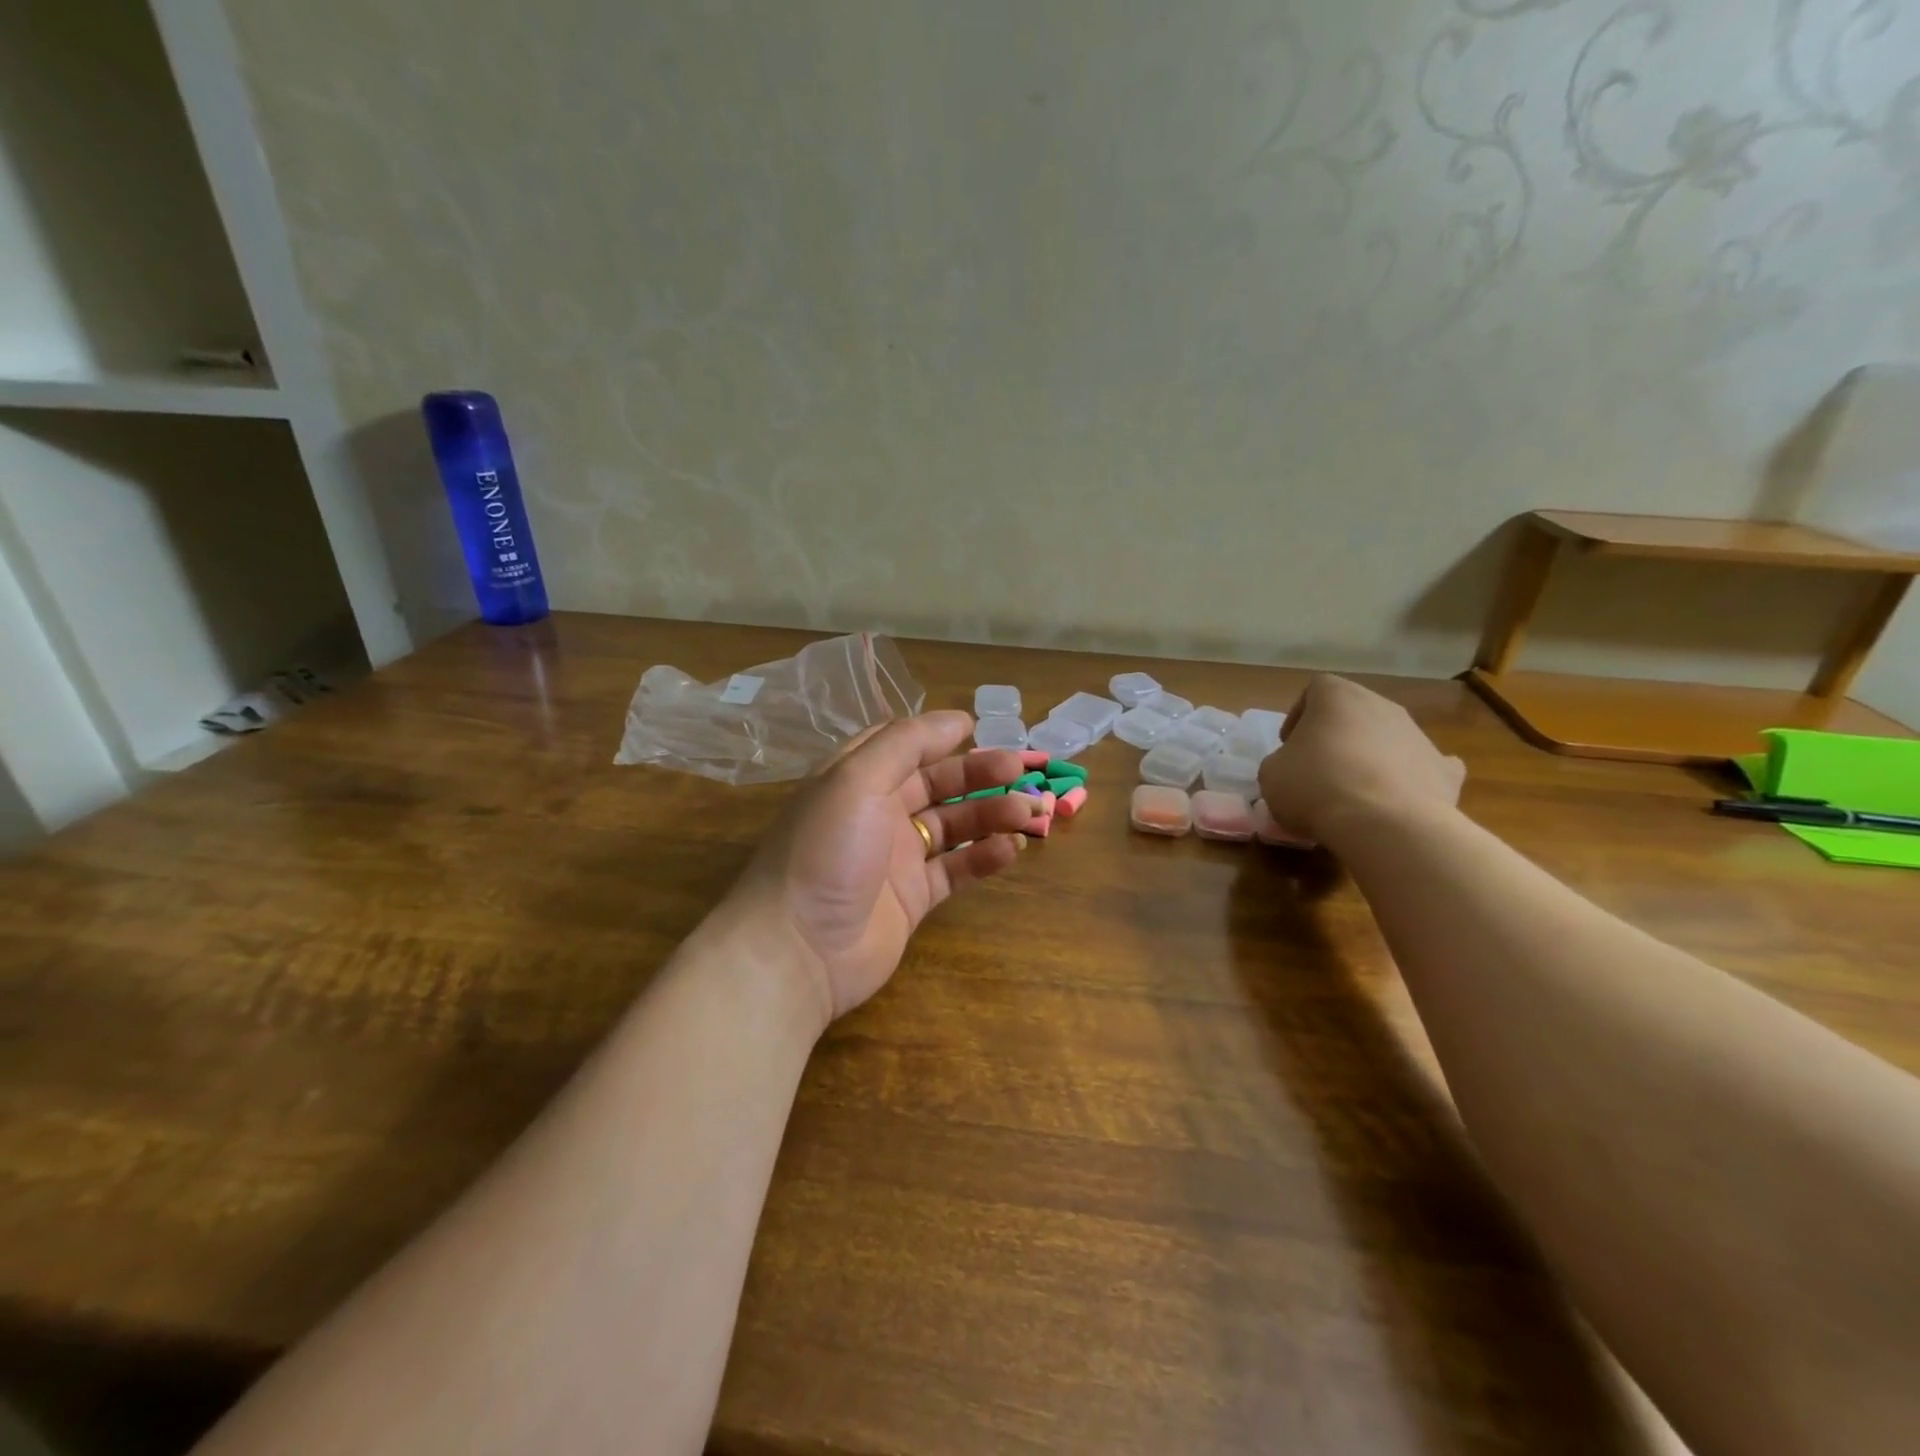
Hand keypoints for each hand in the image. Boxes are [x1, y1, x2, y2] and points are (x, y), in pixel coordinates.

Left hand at [727, 712, 1037, 1027]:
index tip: (978, 729)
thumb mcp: (856, 779)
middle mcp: (876, 811)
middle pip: (936, 783)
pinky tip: (1011, 849)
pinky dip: (984, 857)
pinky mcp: (914, 897)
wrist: (798, 950)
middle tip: (1021, 771)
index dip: (938, 734)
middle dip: (978, 774)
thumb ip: (905, 744)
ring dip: (992, 815)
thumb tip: (955, 719)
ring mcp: (896, 857)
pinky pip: (956, 868)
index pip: (901, 744)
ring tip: (1031, 813)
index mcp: (856, 777)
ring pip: (953, 825)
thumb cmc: (825, 851)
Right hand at [1257, 675, 1465, 847]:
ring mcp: (1419, 736)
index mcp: (1337, 697)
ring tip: (1354, 794)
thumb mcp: (1271, 773)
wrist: (1383, 824)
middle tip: (1319, 768)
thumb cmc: (1315, 786)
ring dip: (1372, 757)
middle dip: (1338, 736)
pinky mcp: (1445, 771)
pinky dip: (1412, 779)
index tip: (1289, 745)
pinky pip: (1426, 767)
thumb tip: (1296, 769)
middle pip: (1356, 713)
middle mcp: (1383, 706)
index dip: (1299, 716)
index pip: (1315, 689)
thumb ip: (1282, 761)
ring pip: (1390, 739)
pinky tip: (1398, 800)